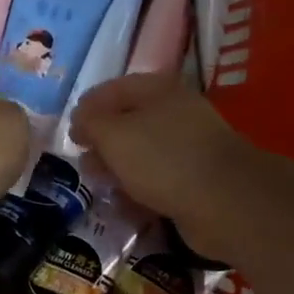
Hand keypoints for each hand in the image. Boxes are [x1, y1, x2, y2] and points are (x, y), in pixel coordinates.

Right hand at [70, 74, 254, 260]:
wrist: (224, 201)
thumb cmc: (163, 158)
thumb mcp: (115, 134)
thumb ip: (91, 123)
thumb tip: (81, 120)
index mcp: (158, 90)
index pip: (115, 89)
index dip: (88, 107)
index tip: (70, 132)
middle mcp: (175, 113)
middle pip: (130, 122)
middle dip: (103, 141)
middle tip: (84, 162)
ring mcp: (189, 147)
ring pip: (144, 153)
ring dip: (120, 168)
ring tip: (101, 186)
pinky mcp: (196, 179)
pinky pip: (159, 180)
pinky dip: (140, 190)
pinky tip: (125, 204)